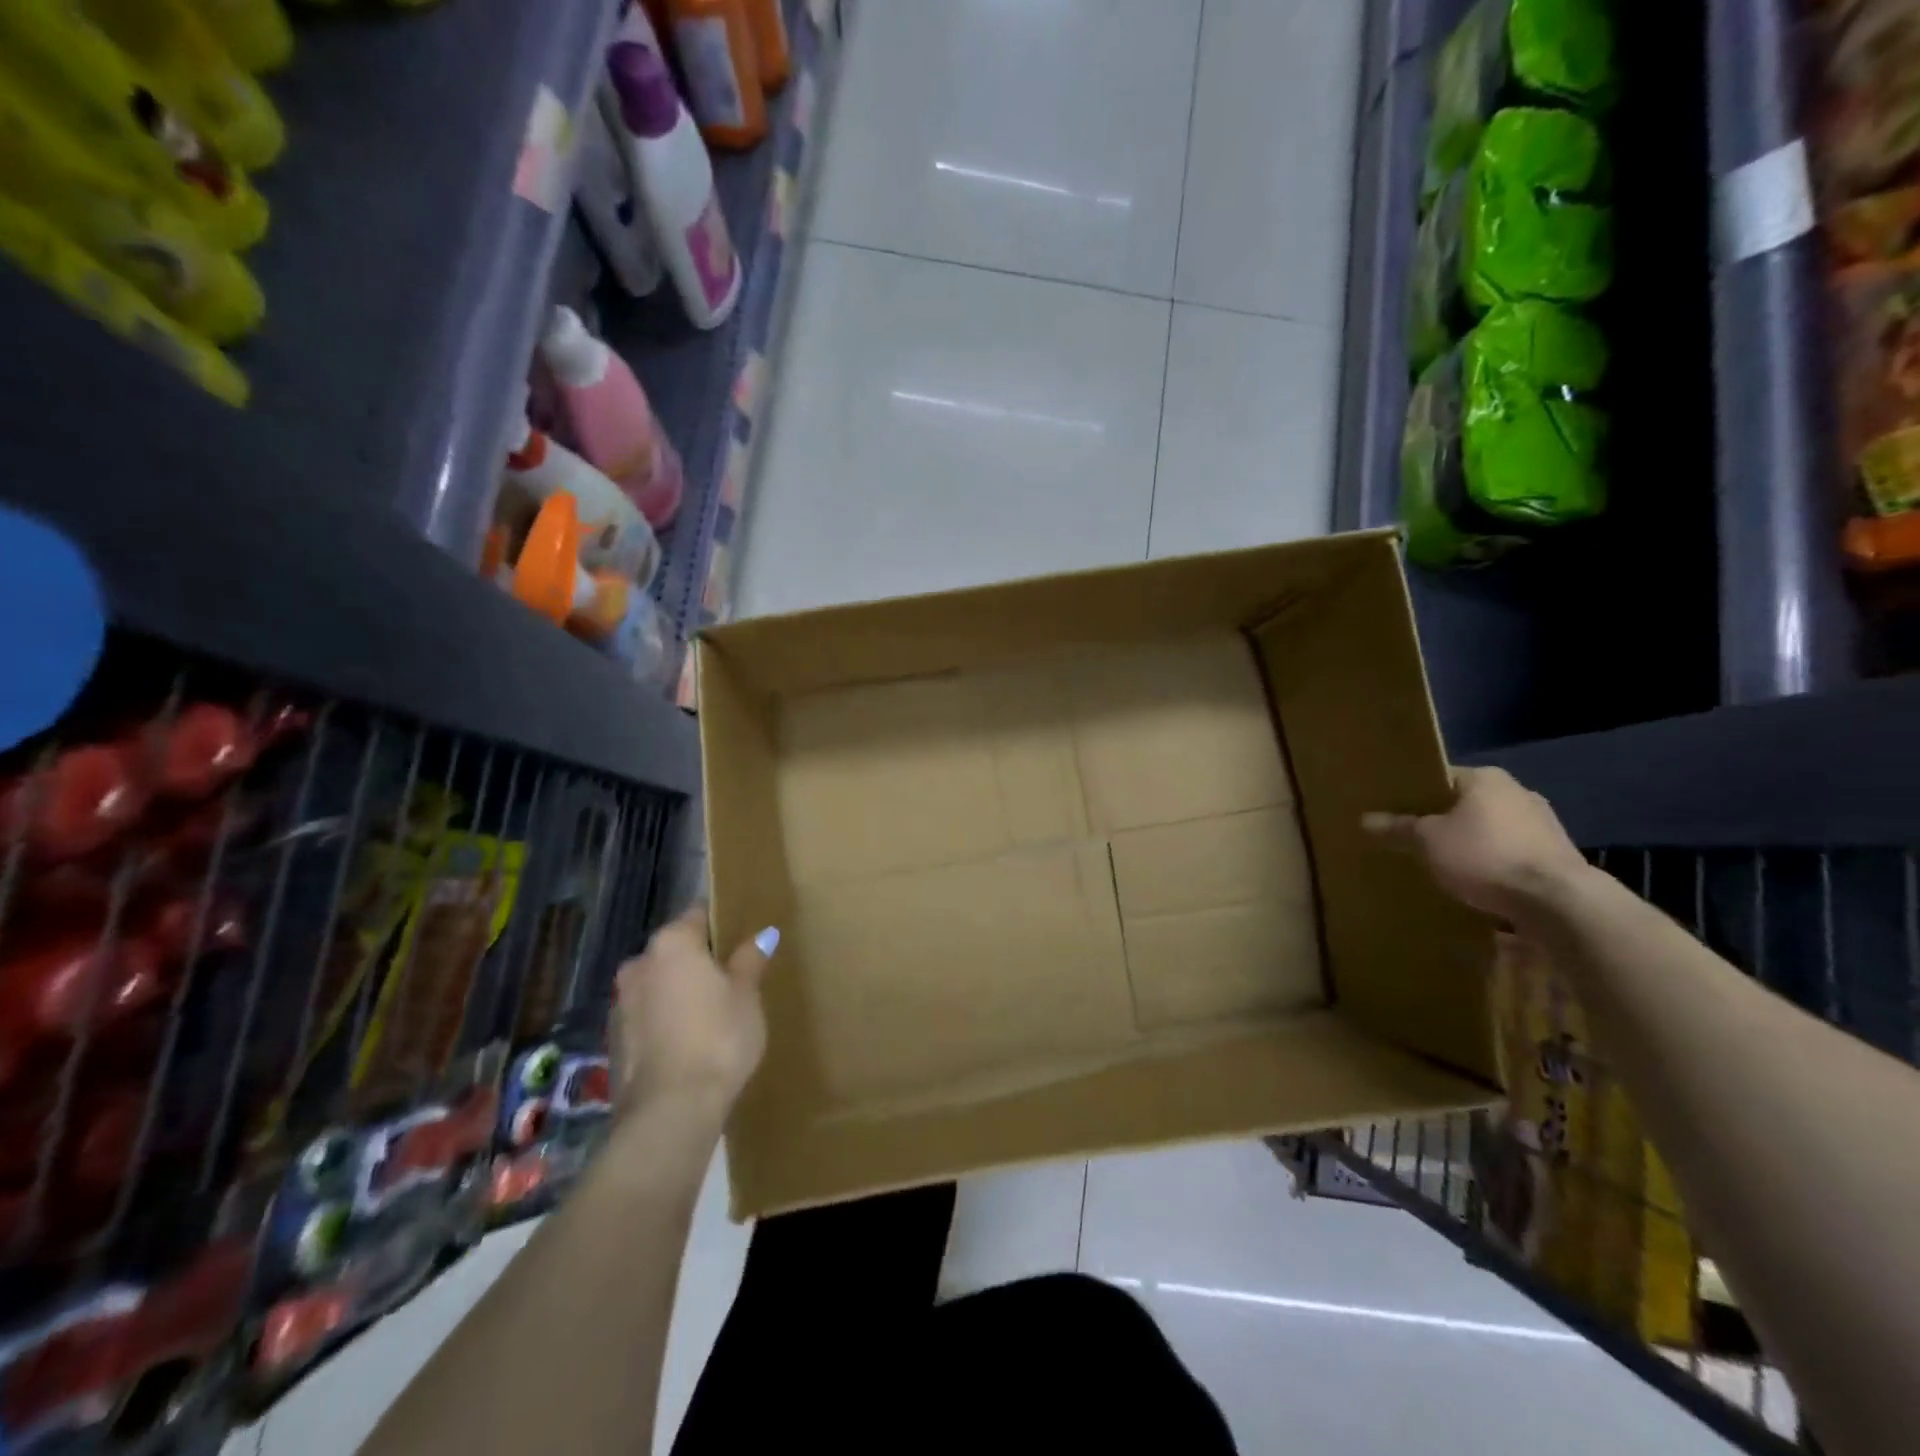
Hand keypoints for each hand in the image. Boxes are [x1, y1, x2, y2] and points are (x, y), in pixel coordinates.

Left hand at [613, 907, 778, 1117]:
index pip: (698, 915)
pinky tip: (688, 1042)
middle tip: (730, 979)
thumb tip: (762, 934)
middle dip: (697, 960)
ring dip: (678, 991)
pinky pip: (647, 1016)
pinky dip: (664, 1020)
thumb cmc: (718, 1037)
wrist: (670, 1110)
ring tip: (710, 1013)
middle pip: (674, 950)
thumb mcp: (747, 996)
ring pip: (658, 984)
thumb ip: (750, 960)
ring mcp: (620, 1003)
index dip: (720, 924)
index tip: (739, 938)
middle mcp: (639, 964)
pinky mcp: (614, 1041)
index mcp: (672, 943)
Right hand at [1361, 766, 1590, 927]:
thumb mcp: (1428, 842)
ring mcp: (1543, 824)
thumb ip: (1398, 829)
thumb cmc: (1484, 856)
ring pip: (1491, 829)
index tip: (1395, 812)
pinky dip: (1493, 864)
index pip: (1440, 777)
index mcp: (1486, 778)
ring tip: (1442, 865)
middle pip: (1466, 803)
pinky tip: (1477, 883)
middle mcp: (1518, 792)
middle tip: (1414, 840)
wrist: (1558, 902)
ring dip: (1471, 844)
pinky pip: (1511, 853)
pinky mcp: (1557, 856)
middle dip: (1443, 821)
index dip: (1415, 794)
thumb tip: (1365, 820)